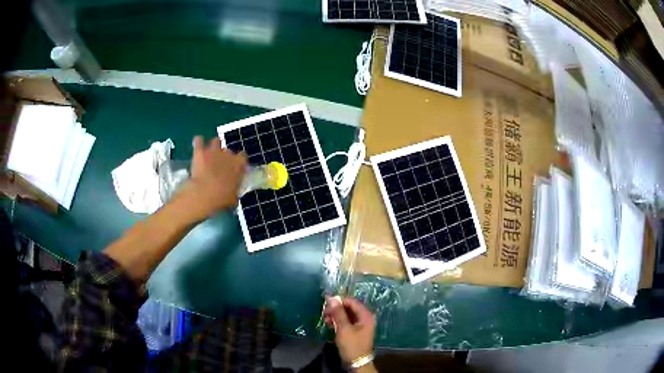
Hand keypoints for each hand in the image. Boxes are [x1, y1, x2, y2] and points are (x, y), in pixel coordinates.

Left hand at [180, 136, 246, 218]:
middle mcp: (227, 154)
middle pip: (228, 150)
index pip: (243, 157)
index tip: (235, 169)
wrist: (203, 195)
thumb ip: (235, 192)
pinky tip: (198, 147)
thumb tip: (234, 196)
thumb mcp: (233, 199)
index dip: (239, 162)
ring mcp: (213, 151)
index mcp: (238, 164)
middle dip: (224, 157)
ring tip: (210, 154)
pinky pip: (199, 140)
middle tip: (220, 167)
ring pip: (216, 141)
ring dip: (213, 146)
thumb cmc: (221, 198)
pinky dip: (198, 142)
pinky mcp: (200, 151)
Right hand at [324, 296, 375, 365]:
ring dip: (335, 315)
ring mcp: (360, 324)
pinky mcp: (355, 331)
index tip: (325, 302)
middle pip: (349, 307)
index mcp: (366, 315)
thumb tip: (331, 298)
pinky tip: (329, 324)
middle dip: (336, 308)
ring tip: (325, 318)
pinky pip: (346, 321)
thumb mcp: (344, 329)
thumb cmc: (352, 345)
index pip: (352, 301)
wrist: (357, 362)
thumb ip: (338, 313)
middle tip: (324, 312)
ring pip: (346, 315)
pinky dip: (338, 321)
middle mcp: (364, 317)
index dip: (339, 300)